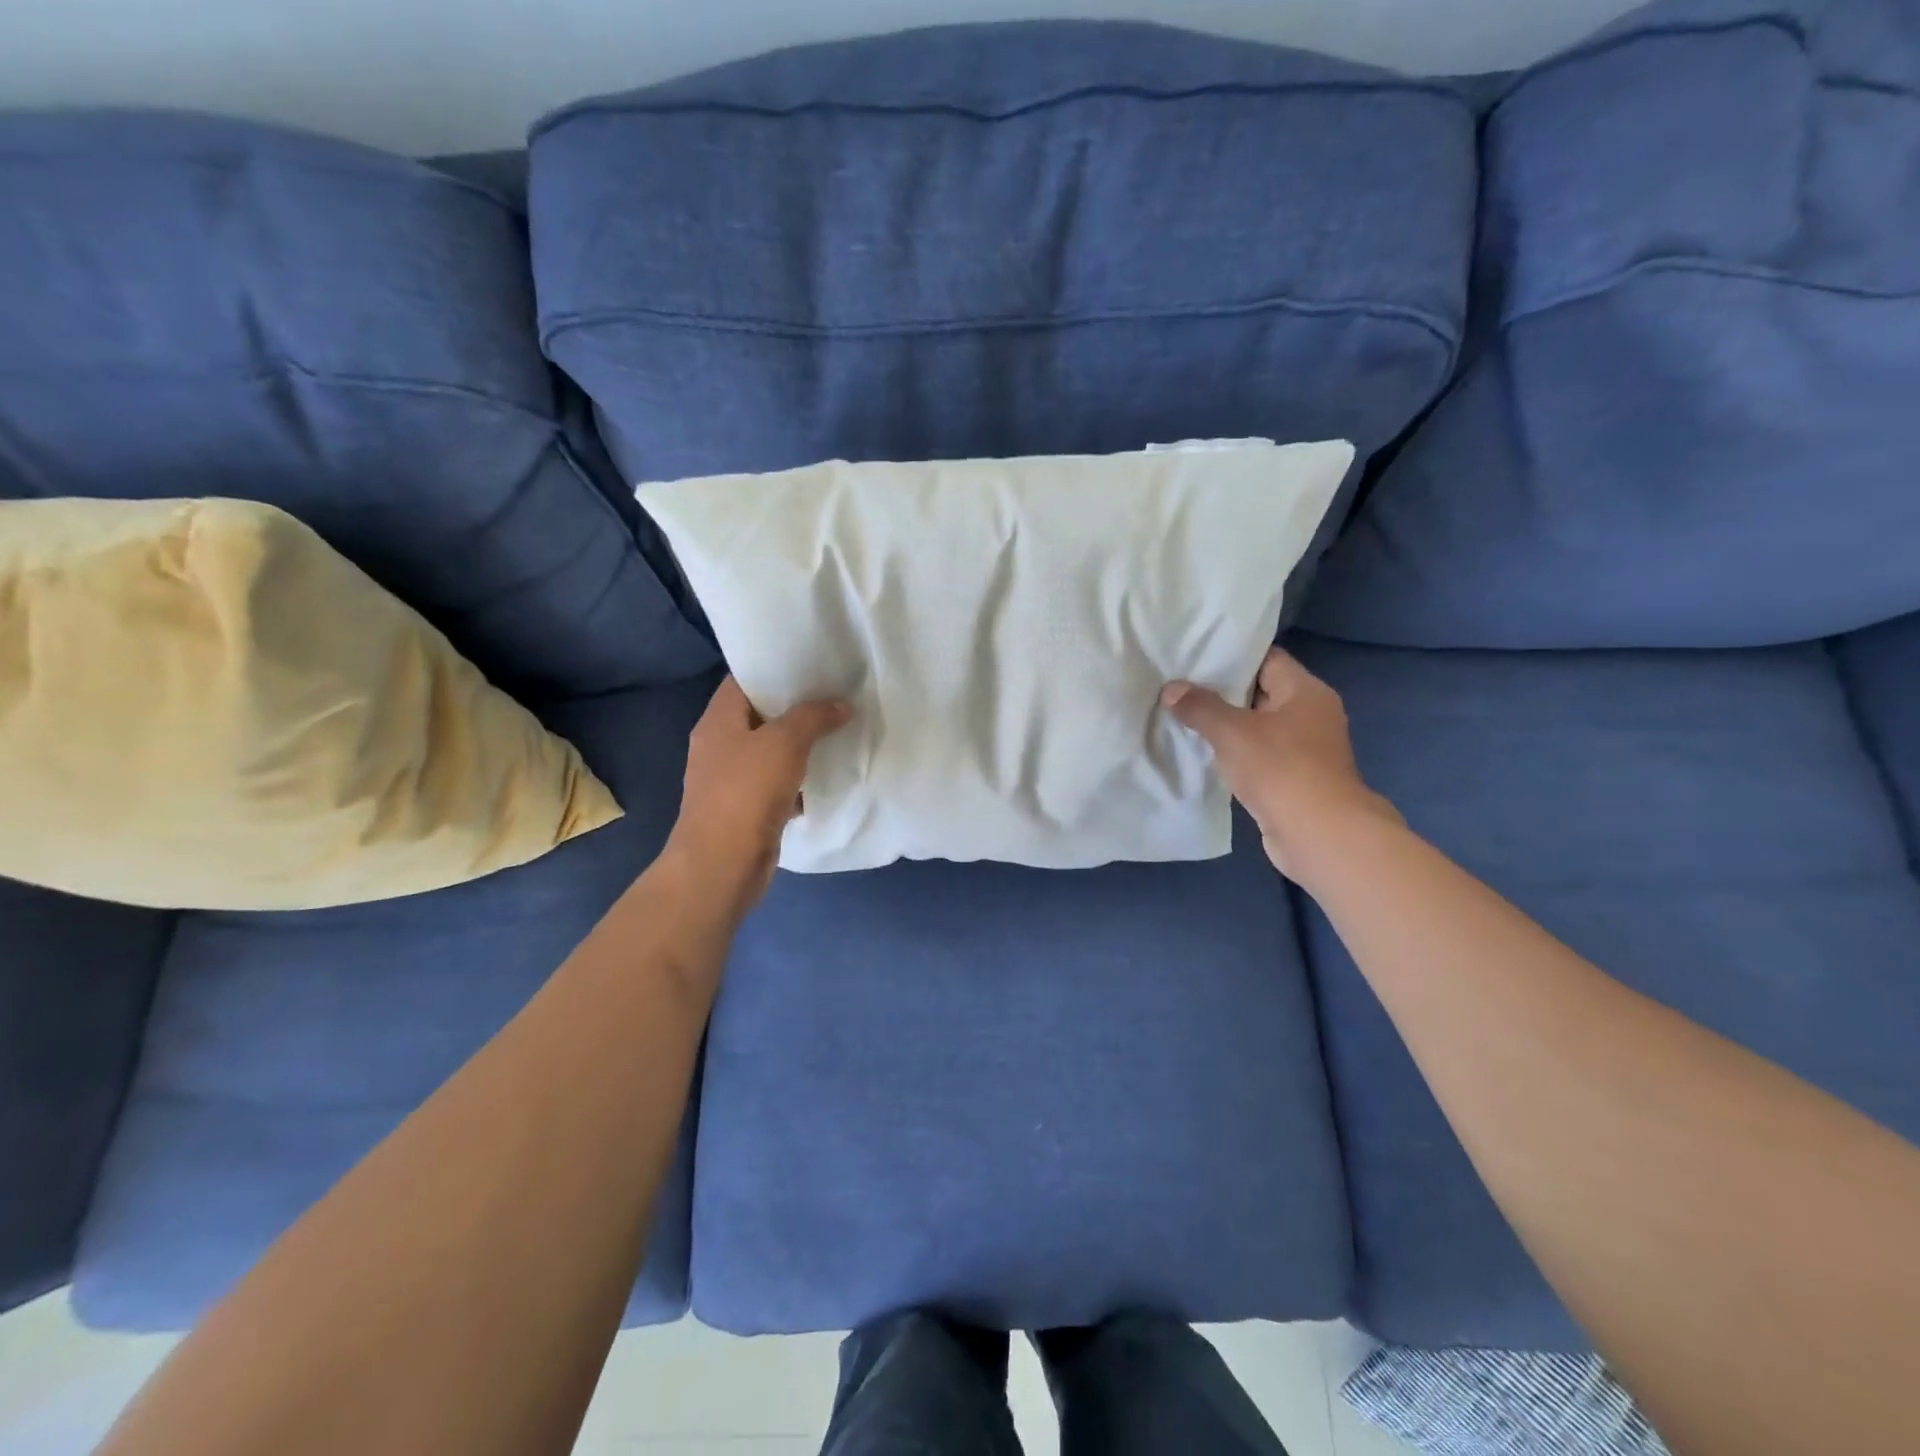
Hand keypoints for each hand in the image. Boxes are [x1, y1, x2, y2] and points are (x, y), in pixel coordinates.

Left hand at [664, 677, 851, 912]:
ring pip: (772, 751)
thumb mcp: (784, 743)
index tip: (812, 664)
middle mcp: (720, 745)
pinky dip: (799, 779)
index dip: (775, 669)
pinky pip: (777, 784)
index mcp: (718, 720)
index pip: (744, 680)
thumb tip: (840, 705)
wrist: (722, 865)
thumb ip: (813, 717)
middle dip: (797, 707)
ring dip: (802, 745)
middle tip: (836, 694)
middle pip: (761, 715)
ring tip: (840, 729)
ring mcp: (731, 779)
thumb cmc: (746, 793)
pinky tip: (828, 775)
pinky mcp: (746, 809)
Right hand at [1162, 648, 1397, 876]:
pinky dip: (1233, 753)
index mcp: (1306, 691)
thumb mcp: (1232, 732)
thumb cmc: (1281, 770)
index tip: (1193, 656)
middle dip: (1220, 691)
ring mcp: (1304, 749)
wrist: (1319, 835)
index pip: (1266, 658)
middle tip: (1178, 685)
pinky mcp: (1293, 778)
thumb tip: (1170, 689)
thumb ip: (1200, 707)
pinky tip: (1201, 752)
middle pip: (1259, 691)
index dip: (1230, 655)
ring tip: (1181, 716)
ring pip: (1256, 726)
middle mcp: (1310, 714)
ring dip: (1224, 725)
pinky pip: (1257, 755)